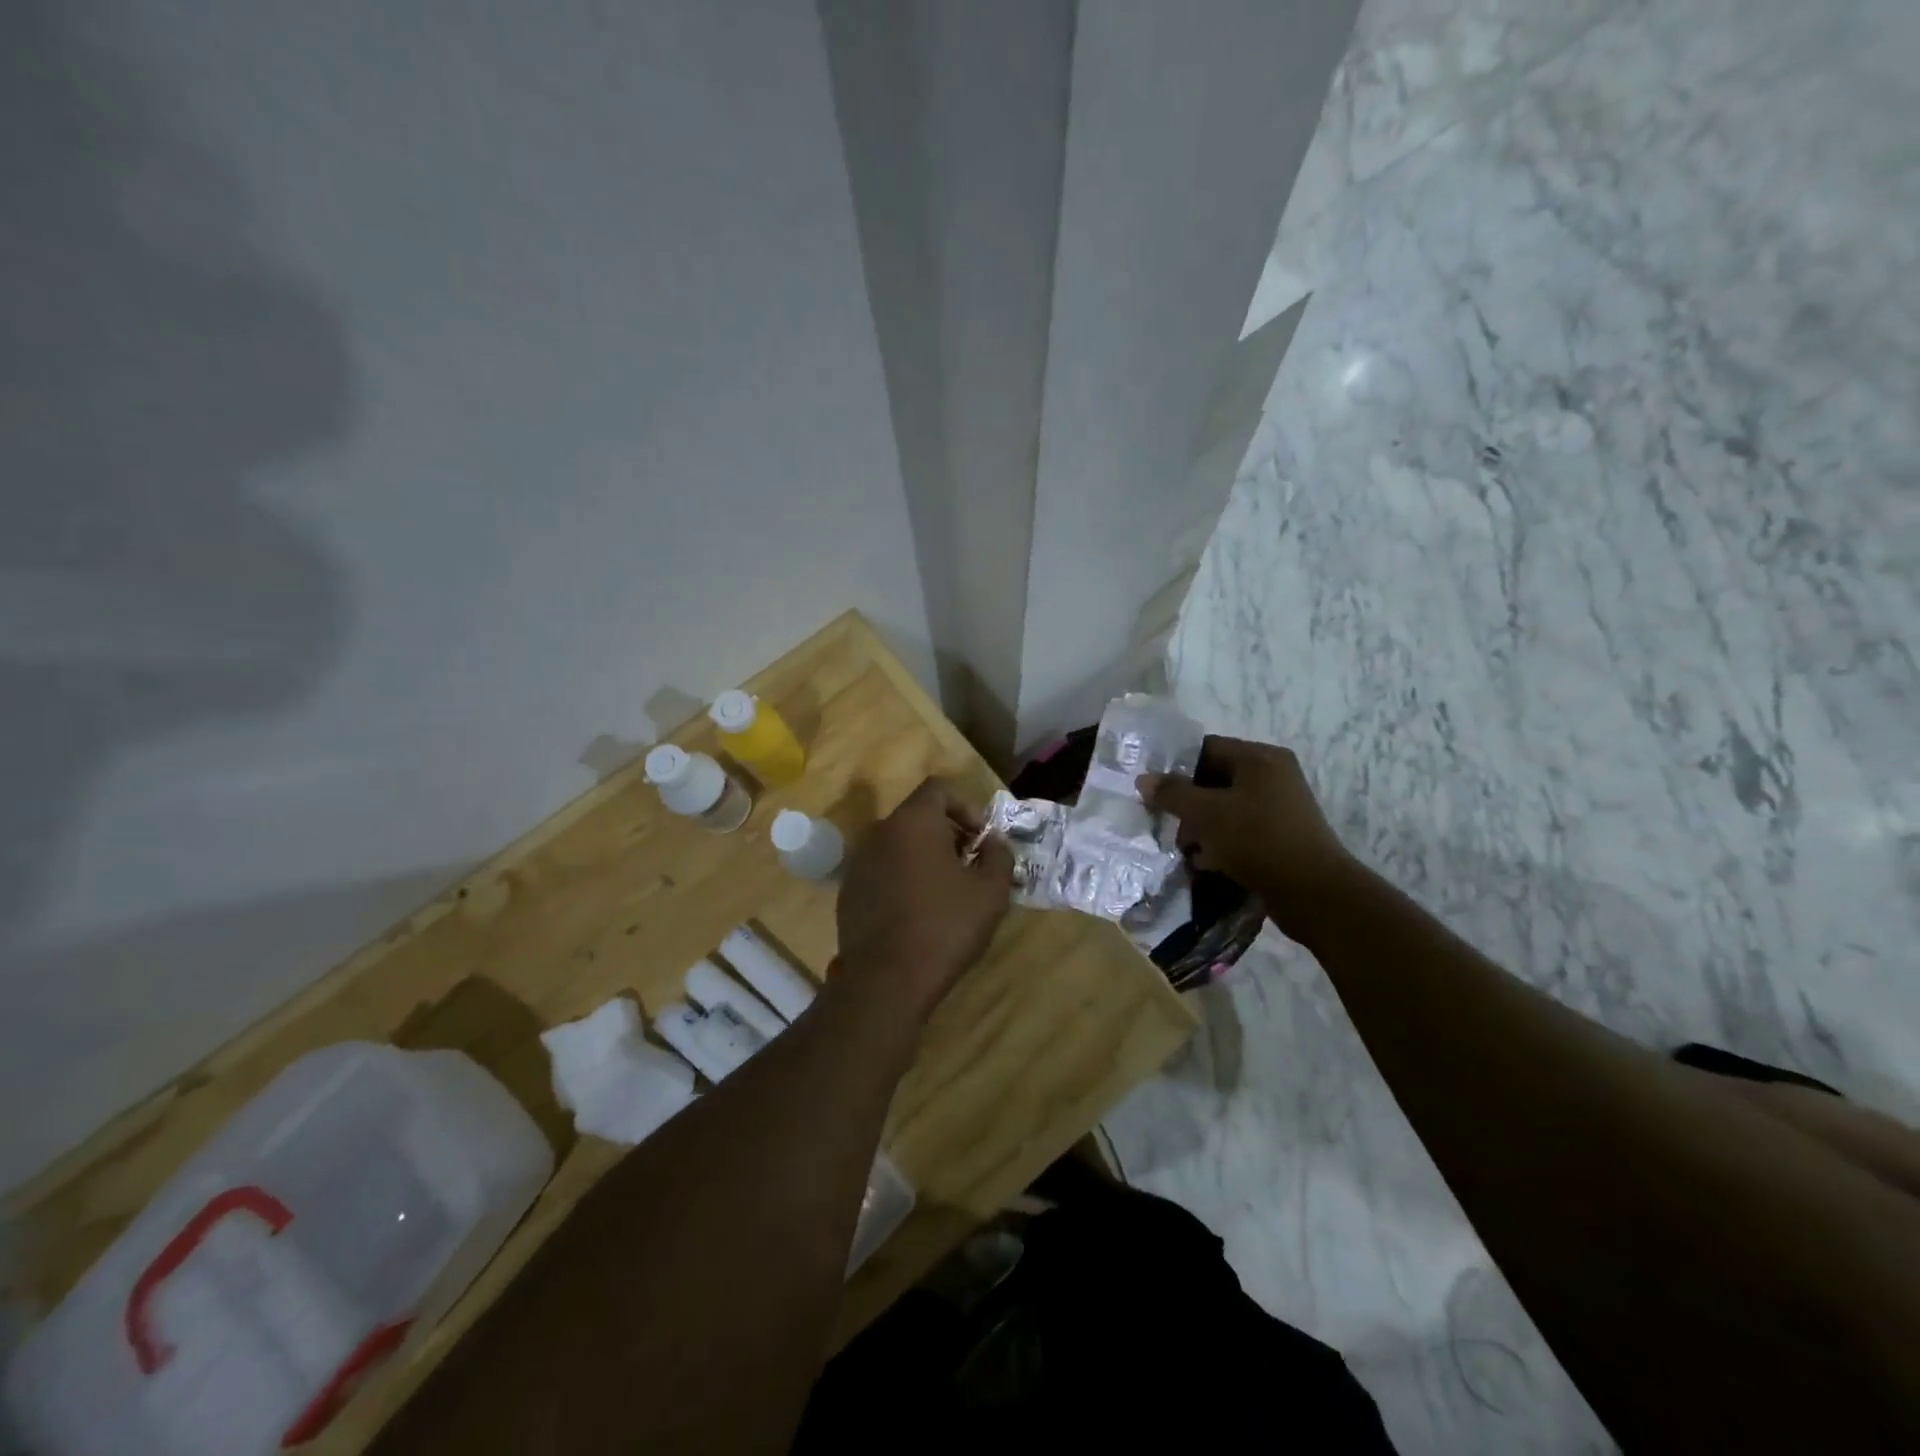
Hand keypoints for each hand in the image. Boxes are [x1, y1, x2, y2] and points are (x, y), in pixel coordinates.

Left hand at [835, 777, 1013, 1014]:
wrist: (886, 980)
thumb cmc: (945, 927)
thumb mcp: (990, 891)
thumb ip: (999, 855)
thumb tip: (994, 842)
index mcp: (912, 822)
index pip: (938, 789)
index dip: (966, 807)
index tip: (981, 839)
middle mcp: (879, 832)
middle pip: (918, 816)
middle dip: (948, 834)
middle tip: (970, 867)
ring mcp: (859, 862)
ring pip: (899, 844)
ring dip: (925, 857)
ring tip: (946, 893)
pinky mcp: (849, 891)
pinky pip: (882, 870)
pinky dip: (902, 878)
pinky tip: (917, 913)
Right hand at [1139, 736, 1356, 936]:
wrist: (1314, 893)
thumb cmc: (1257, 840)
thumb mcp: (1205, 814)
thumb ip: (1172, 793)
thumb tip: (1143, 779)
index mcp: (1260, 758)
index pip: (1207, 748)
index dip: (1175, 766)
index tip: (1152, 790)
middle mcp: (1273, 775)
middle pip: (1215, 778)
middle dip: (1187, 802)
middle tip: (1165, 822)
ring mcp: (1280, 806)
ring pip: (1226, 806)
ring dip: (1201, 825)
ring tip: (1183, 848)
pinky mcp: (1281, 835)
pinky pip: (1241, 828)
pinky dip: (1220, 841)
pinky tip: (1204, 862)